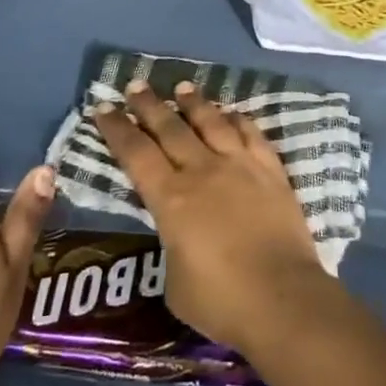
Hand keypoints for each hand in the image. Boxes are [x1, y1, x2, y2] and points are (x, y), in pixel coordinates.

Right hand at [94, 80, 331, 353]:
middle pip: (170, 128)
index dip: (117, 129)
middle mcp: (202, 171)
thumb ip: (173, 242)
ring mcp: (240, 165)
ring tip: (182, 87)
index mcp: (170, 198)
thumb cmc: (220, 301)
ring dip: (194, 102)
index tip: (104, 107)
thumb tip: (179, 231)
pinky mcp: (271, 171)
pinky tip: (232, 113)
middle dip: (149, 105)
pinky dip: (238, 120)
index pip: (136, 153)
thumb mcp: (174, 279)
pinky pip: (251, 134)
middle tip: (136, 84)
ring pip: (211, 122)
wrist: (282, 298)